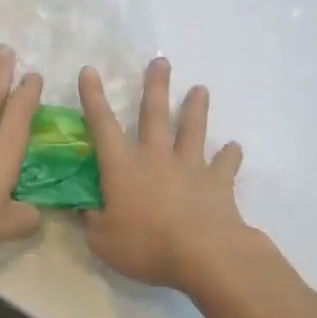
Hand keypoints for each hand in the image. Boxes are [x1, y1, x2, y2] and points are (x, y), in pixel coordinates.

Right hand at [80, 56, 255, 291]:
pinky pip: (225, 165)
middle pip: (155, 114)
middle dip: (155, 86)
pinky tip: (234, 148)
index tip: (89, 70)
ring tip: (200, 89)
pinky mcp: (218, 183)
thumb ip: (90, 220)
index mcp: (123, 167)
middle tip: (161, 61)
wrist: (205, 256)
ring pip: (192, 130)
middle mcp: (156, 157)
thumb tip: (82, 207)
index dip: (93, 98)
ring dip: (195, 108)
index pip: (102, 125)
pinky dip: (230, 155)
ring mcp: (190, 167)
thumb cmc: (147, 246)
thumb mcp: (102, 241)